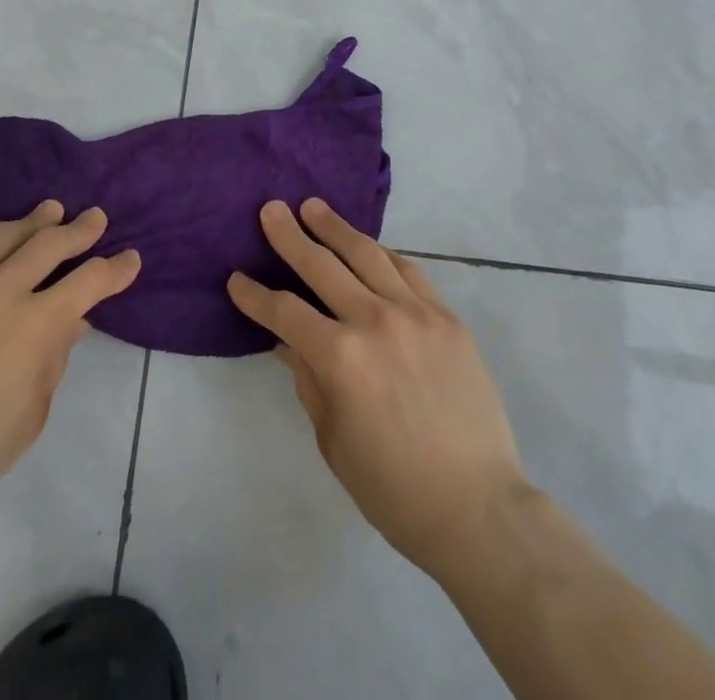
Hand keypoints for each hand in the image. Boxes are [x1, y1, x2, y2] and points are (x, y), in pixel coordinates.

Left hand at [0, 201, 139, 532]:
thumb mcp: (32, 413)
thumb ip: (54, 358)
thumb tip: (70, 322)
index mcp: (35, 325)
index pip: (90, 280)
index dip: (116, 268)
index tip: (130, 258)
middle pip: (49, 242)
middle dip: (80, 228)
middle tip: (94, 218)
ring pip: (1, 237)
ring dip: (32, 222)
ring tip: (49, 212)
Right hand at [227, 199, 530, 579]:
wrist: (478, 508)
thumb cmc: (394, 489)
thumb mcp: (333, 440)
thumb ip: (309, 380)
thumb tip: (288, 341)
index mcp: (340, 358)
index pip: (285, 312)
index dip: (255, 296)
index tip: (236, 279)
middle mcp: (375, 321)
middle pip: (322, 266)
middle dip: (290, 236)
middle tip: (271, 210)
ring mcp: (416, 314)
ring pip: (367, 255)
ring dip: (336, 228)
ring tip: (314, 206)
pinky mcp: (446, 318)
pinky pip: (409, 271)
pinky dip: (383, 254)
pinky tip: (369, 245)